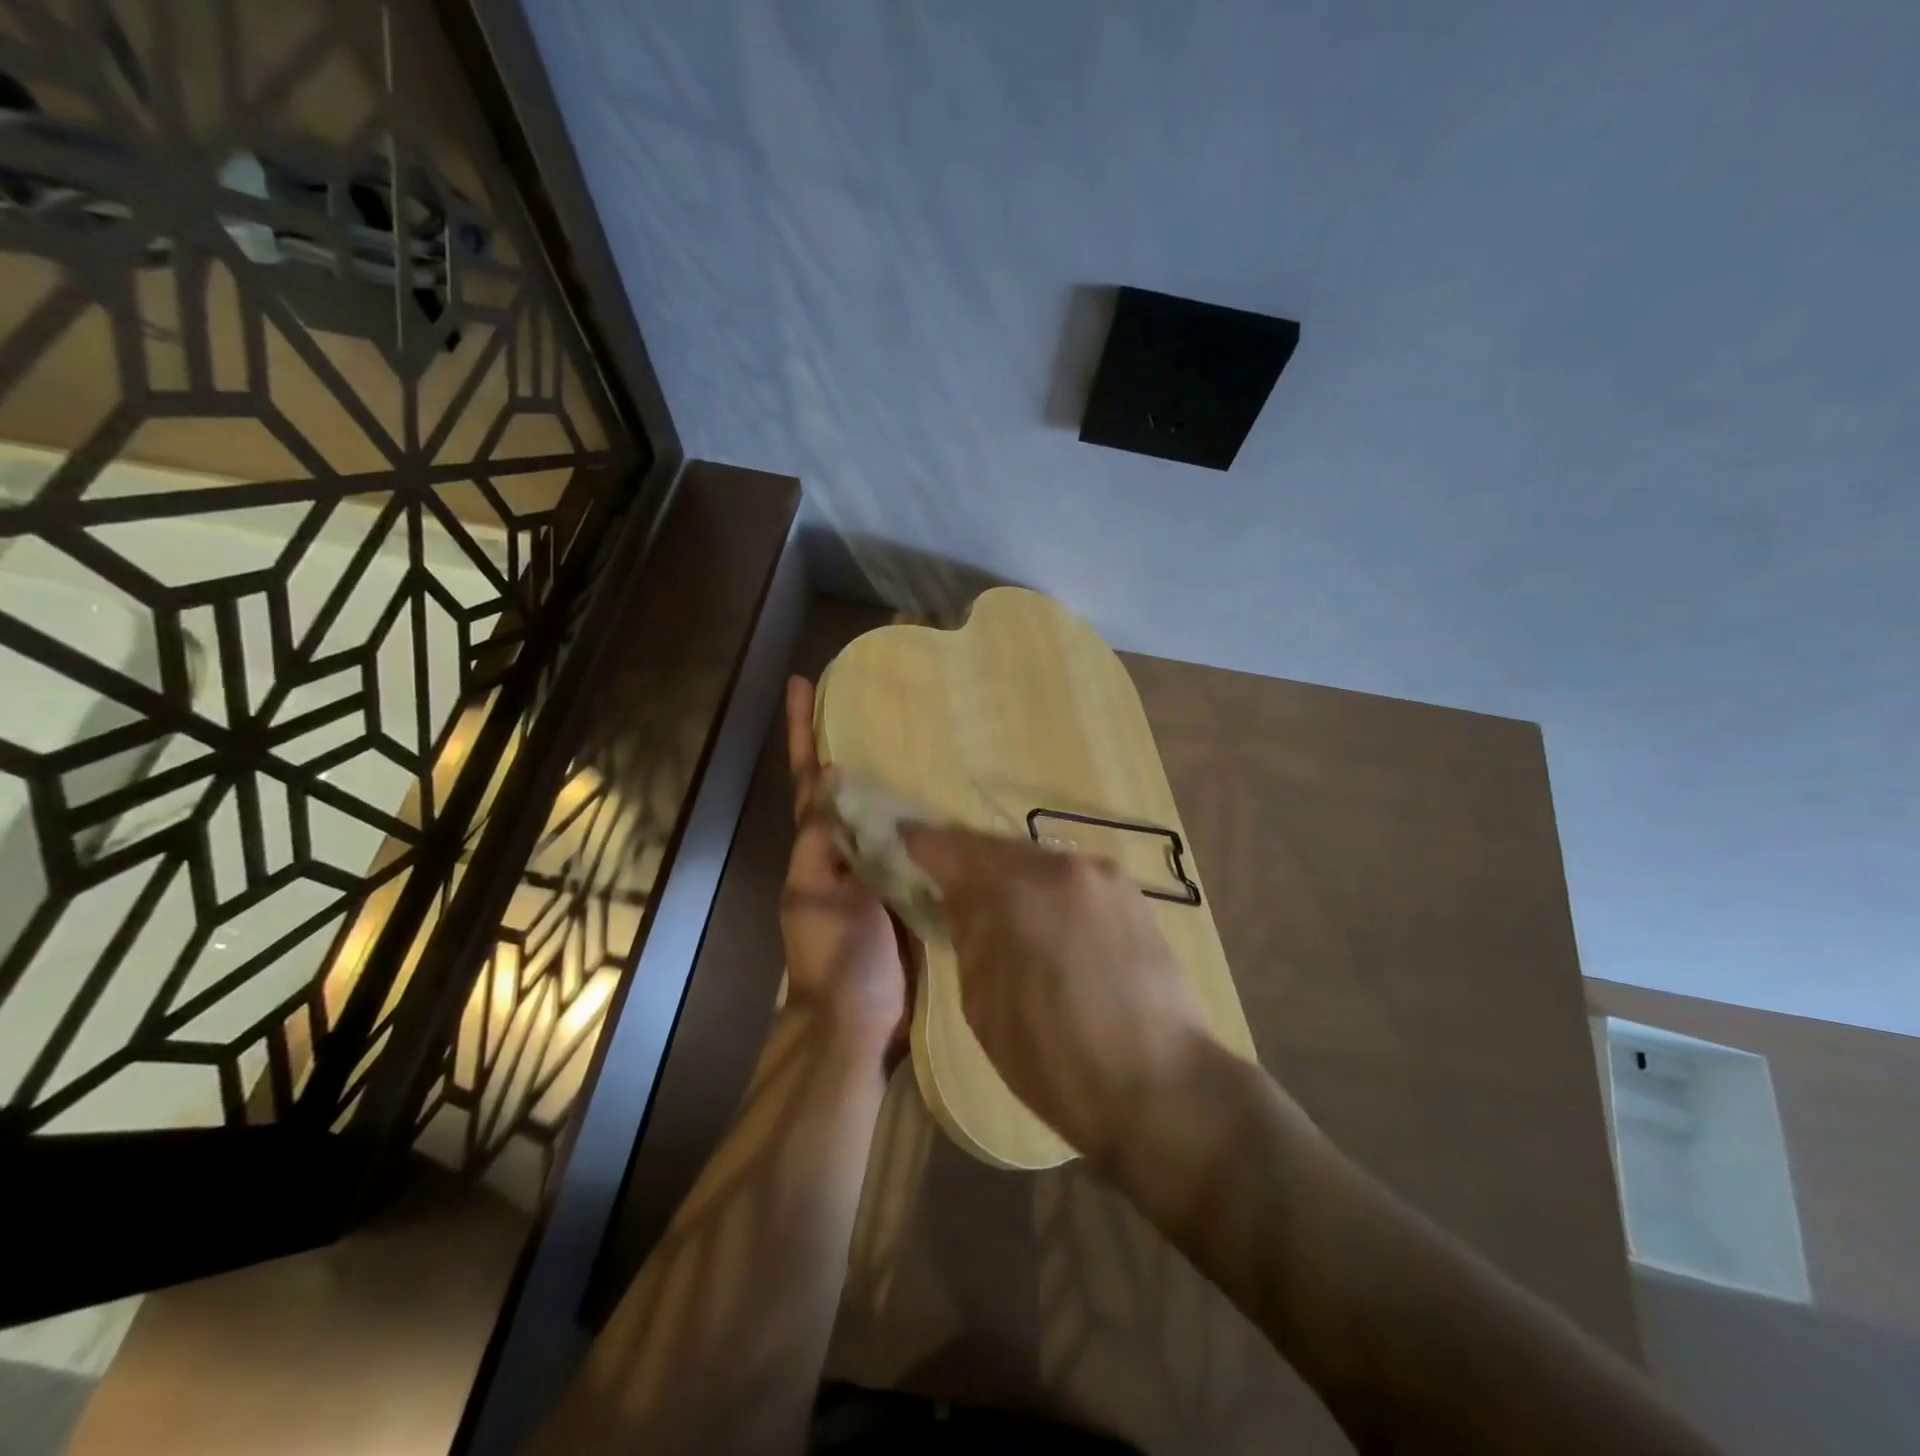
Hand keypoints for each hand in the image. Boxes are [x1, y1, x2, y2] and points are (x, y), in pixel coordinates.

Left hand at [780, 677, 911, 1068]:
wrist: (863, 1023)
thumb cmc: (834, 958)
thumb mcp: (816, 895)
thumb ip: (822, 838)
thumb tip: (834, 775)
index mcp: (818, 846)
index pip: (809, 778)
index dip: (803, 732)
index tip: (801, 684)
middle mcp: (848, 847)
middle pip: (849, 784)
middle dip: (856, 740)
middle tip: (881, 695)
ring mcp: (881, 865)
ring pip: (887, 808)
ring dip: (899, 772)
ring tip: (928, 730)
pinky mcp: (913, 884)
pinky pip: (920, 841)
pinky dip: (931, 815)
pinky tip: (957, 793)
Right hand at [903, 826, 1212, 1168]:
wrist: (1161, 1088)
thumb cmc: (1055, 1060)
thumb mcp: (983, 1004)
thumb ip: (968, 936)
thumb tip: (961, 902)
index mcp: (1015, 889)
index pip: (953, 847)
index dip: (922, 844)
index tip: (902, 843)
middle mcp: (1060, 866)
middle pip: (998, 848)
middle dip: (969, 863)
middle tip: (947, 884)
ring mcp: (1103, 876)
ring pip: (1038, 861)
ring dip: (1012, 878)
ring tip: (998, 909)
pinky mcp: (1133, 895)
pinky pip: (1073, 880)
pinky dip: (1049, 892)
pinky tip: (1047, 924)